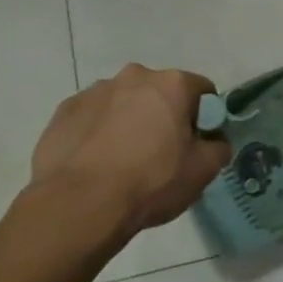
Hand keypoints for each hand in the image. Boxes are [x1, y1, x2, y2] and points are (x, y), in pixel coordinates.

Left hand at [28, 65, 230, 233]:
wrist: (79, 204)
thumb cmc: (151, 181)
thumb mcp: (203, 171)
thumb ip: (218, 147)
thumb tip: (214, 141)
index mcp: (172, 84)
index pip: (203, 90)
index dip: (205, 117)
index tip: (198, 143)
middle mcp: (134, 76)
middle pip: (160, 93)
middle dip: (164, 116)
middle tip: (163, 153)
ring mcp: (94, 91)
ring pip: (124, 103)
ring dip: (130, 122)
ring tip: (124, 161)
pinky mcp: (64, 111)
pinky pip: (93, 117)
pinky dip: (99, 133)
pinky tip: (97, 163)